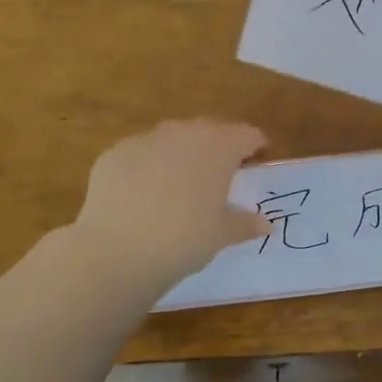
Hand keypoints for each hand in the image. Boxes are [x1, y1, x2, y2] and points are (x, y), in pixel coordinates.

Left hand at [72, 120, 271, 285]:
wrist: (117, 250)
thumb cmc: (184, 239)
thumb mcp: (221, 235)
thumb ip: (245, 223)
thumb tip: (266, 225)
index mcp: (219, 147)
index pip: (246, 135)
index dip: (255, 147)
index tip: (257, 162)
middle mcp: (184, 133)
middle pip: (210, 130)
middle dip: (219, 147)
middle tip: (221, 174)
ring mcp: (146, 139)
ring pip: (172, 138)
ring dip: (182, 153)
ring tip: (181, 183)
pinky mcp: (114, 153)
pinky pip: (140, 153)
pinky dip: (148, 166)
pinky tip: (143, 194)